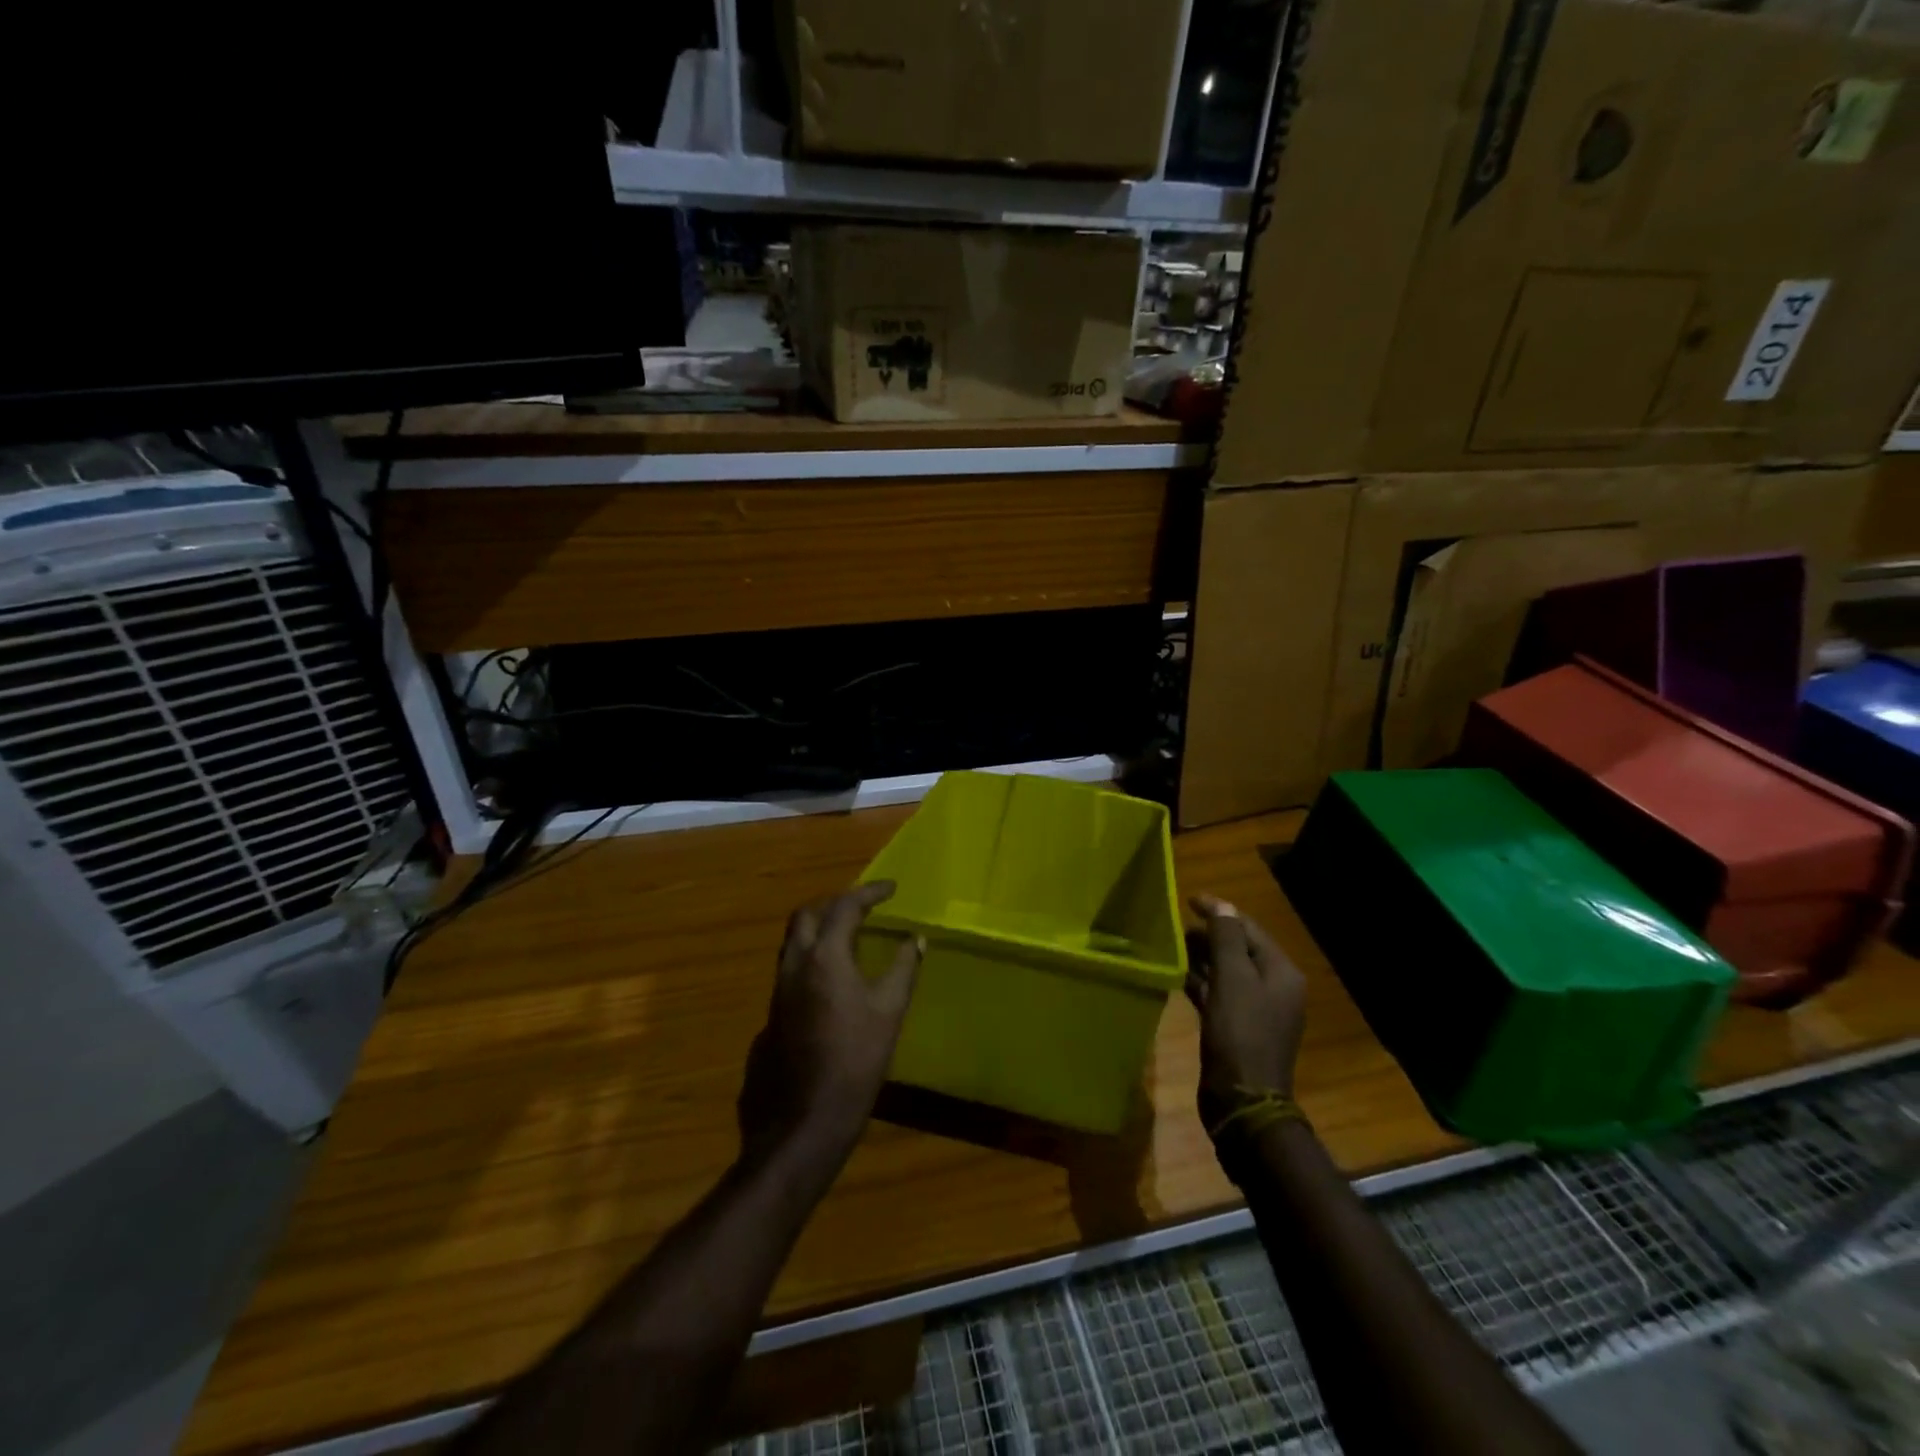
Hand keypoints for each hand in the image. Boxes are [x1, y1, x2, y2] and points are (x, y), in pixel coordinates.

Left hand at [738, 882, 922, 1163]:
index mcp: (824, 957)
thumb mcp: (889, 1012)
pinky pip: (791, 969)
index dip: (869, 892)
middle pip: (807, 915)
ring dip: (820, 930)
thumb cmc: (854, 1062)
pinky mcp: (771, 1015)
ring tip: (849, 937)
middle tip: (862, 908)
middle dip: (835, 904)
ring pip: (794, 942)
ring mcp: (777, 991)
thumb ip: (903, 969)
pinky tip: (831, 982)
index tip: (891, 888)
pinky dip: (812, 959)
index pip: (845, 907)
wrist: (802, 1121)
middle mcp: (794, 965)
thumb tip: (916, 940)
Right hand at [1185, 895, 1306, 1128]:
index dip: (1219, 912)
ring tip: (1171, 948)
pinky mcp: (1238, 1029)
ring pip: (1227, 972)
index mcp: (1281, 972)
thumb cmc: (1239, 1033)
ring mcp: (1257, 1011)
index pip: (1248, 928)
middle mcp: (1274, 988)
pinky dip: (1201, 983)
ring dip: (1202, 959)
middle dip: (1208, 936)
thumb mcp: (1232, 978)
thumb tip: (1221, 905)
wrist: (1242, 1101)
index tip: (1187, 900)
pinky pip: (1219, 995)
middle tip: (1174, 928)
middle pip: (1239, 949)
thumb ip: (1226, 938)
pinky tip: (1177, 978)